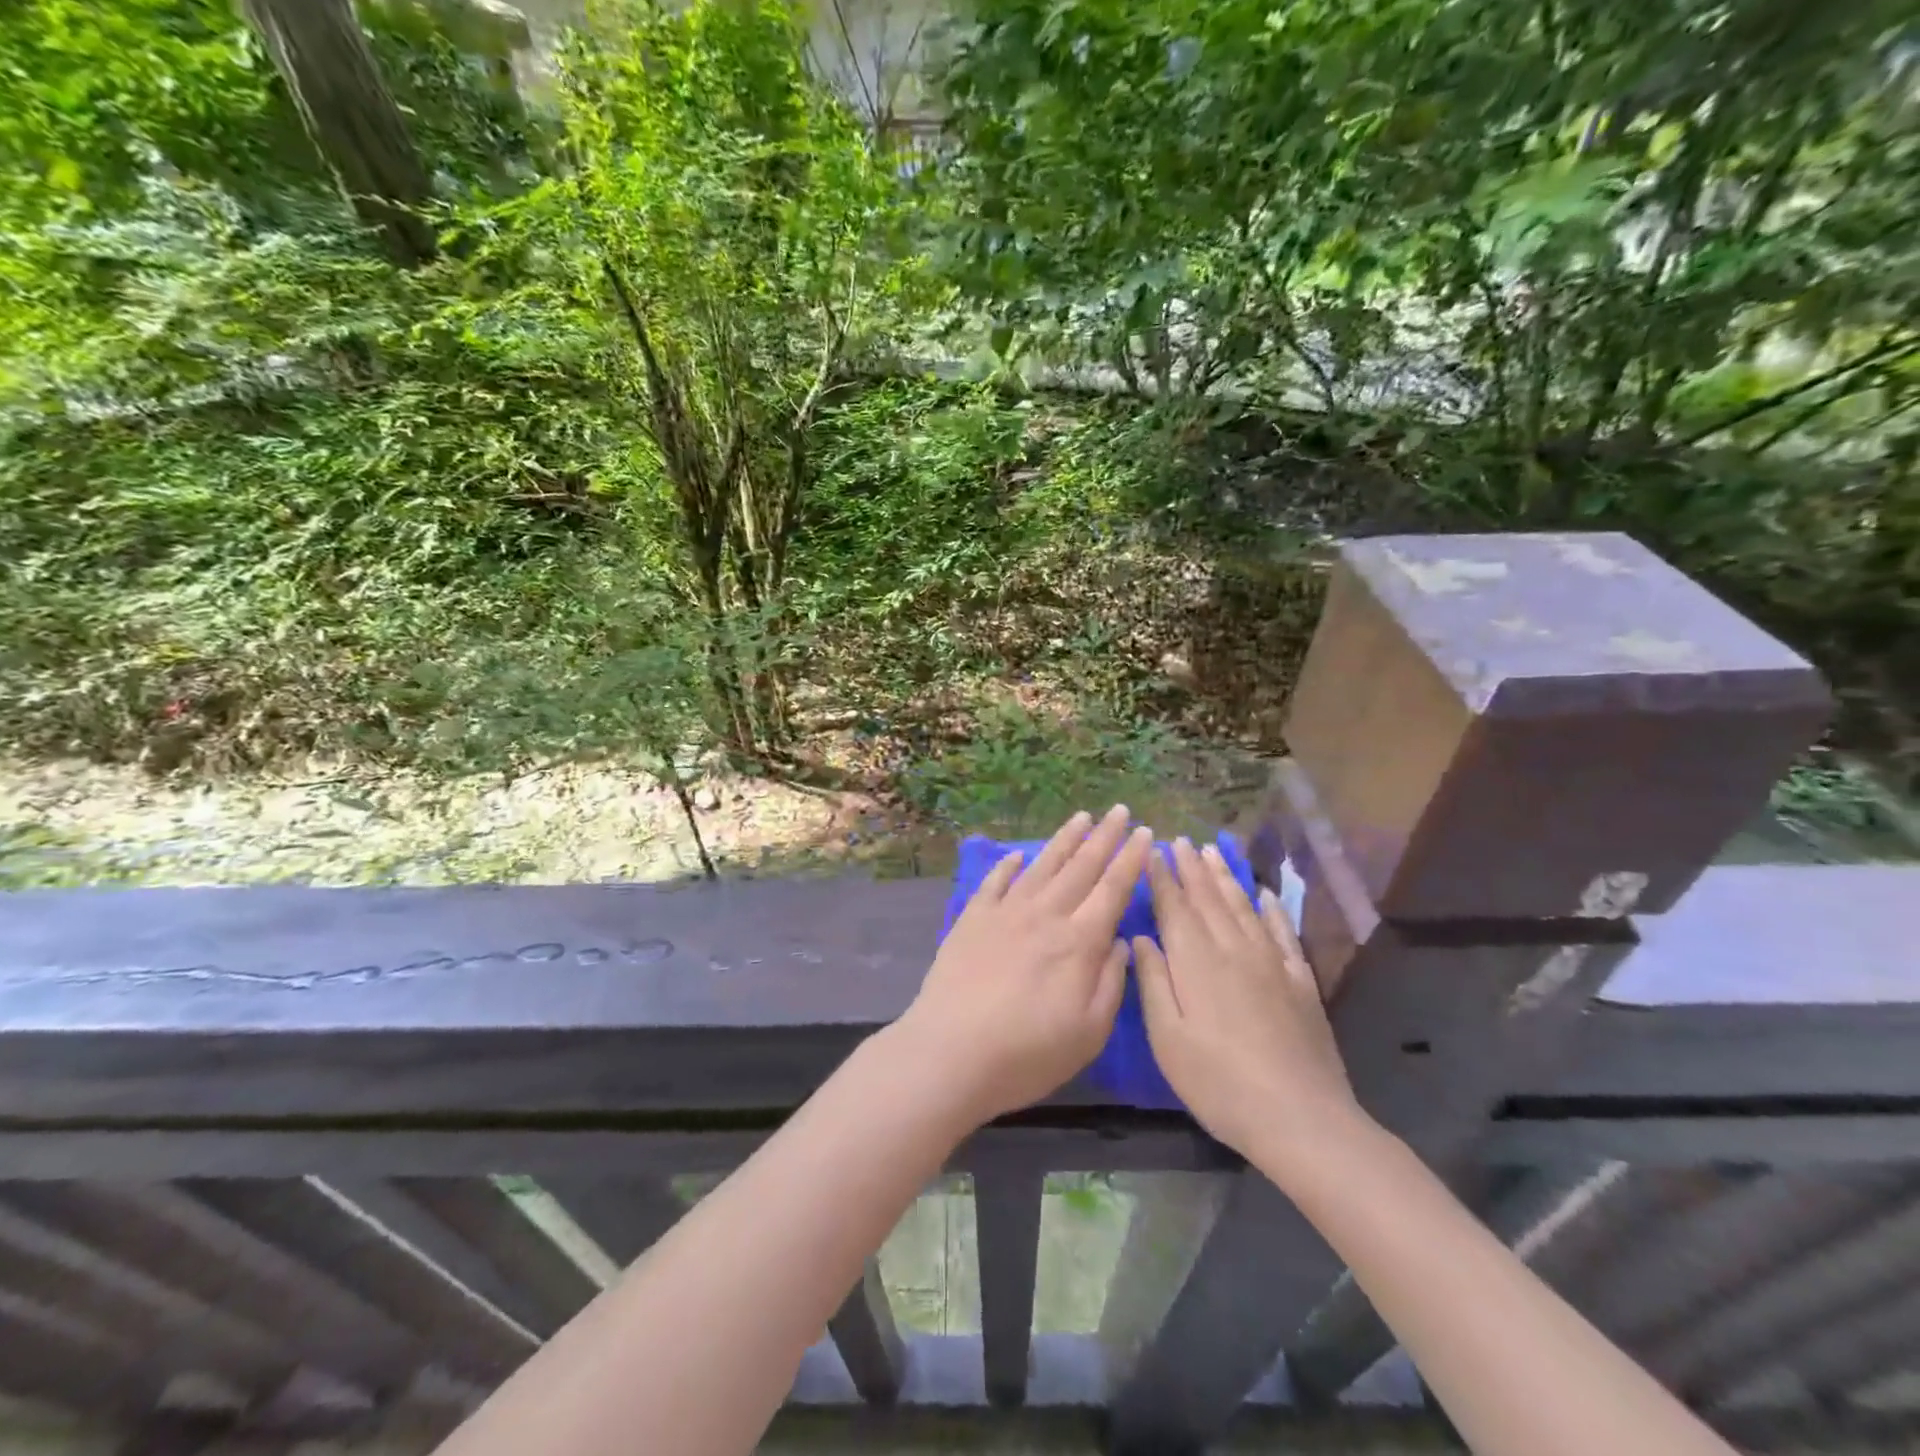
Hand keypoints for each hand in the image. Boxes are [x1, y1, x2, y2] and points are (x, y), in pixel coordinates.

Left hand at [893, 806, 1152, 1126]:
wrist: (951, 1052)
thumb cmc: (1027, 1054)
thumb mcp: (1088, 1032)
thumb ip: (1110, 982)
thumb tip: (1122, 941)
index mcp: (1079, 942)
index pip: (1113, 889)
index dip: (1131, 860)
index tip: (1146, 834)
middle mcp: (1045, 915)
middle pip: (1081, 867)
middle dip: (1104, 837)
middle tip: (1120, 810)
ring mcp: (1006, 912)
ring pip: (1042, 866)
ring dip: (1064, 840)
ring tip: (1081, 817)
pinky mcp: (972, 919)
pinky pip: (996, 882)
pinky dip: (1009, 864)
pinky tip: (1018, 854)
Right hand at [1133, 839, 1363, 1174]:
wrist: (1300, 1118)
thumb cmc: (1218, 1082)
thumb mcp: (1168, 1038)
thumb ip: (1154, 982)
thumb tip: (1140, 938)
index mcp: (1196, 962)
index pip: (1174, 907)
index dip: (1162, 878)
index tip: (1153, 852)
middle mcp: (1233, 949)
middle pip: (1209, 898)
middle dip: (1191, 868)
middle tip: (1180, 841)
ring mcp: (1271, 963)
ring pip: (1243, 907)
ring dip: (1226, 878)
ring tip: (1213, 853)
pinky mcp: (1300, 981)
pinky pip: (1283, 933)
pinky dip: (1273, 909)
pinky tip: (1267, 895)